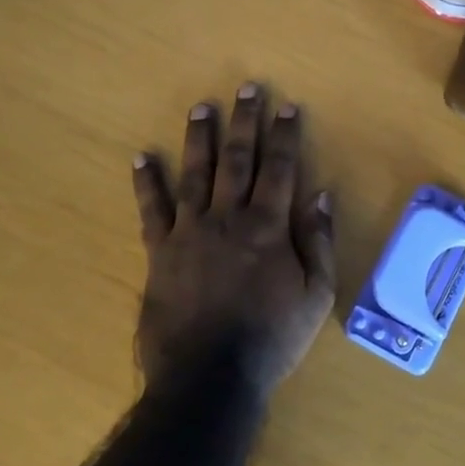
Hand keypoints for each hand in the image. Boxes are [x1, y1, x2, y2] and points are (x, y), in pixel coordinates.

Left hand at [131, 85, 335, 396]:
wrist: (209, 377)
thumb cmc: (271, 338)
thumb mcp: (315, 296)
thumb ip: (319, 243)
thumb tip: (322, 197)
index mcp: (268, 228)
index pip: (280, 169)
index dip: (284, 135)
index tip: (287, 106)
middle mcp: (228, 219)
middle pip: (238, 160)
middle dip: (244, 121)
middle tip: (246, 88)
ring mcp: (189, 232)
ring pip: (195, 173)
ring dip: (200, 138)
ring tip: (201, 107)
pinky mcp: (159, 252)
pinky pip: (151, 210)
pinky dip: (146, 182)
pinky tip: (141, 156)